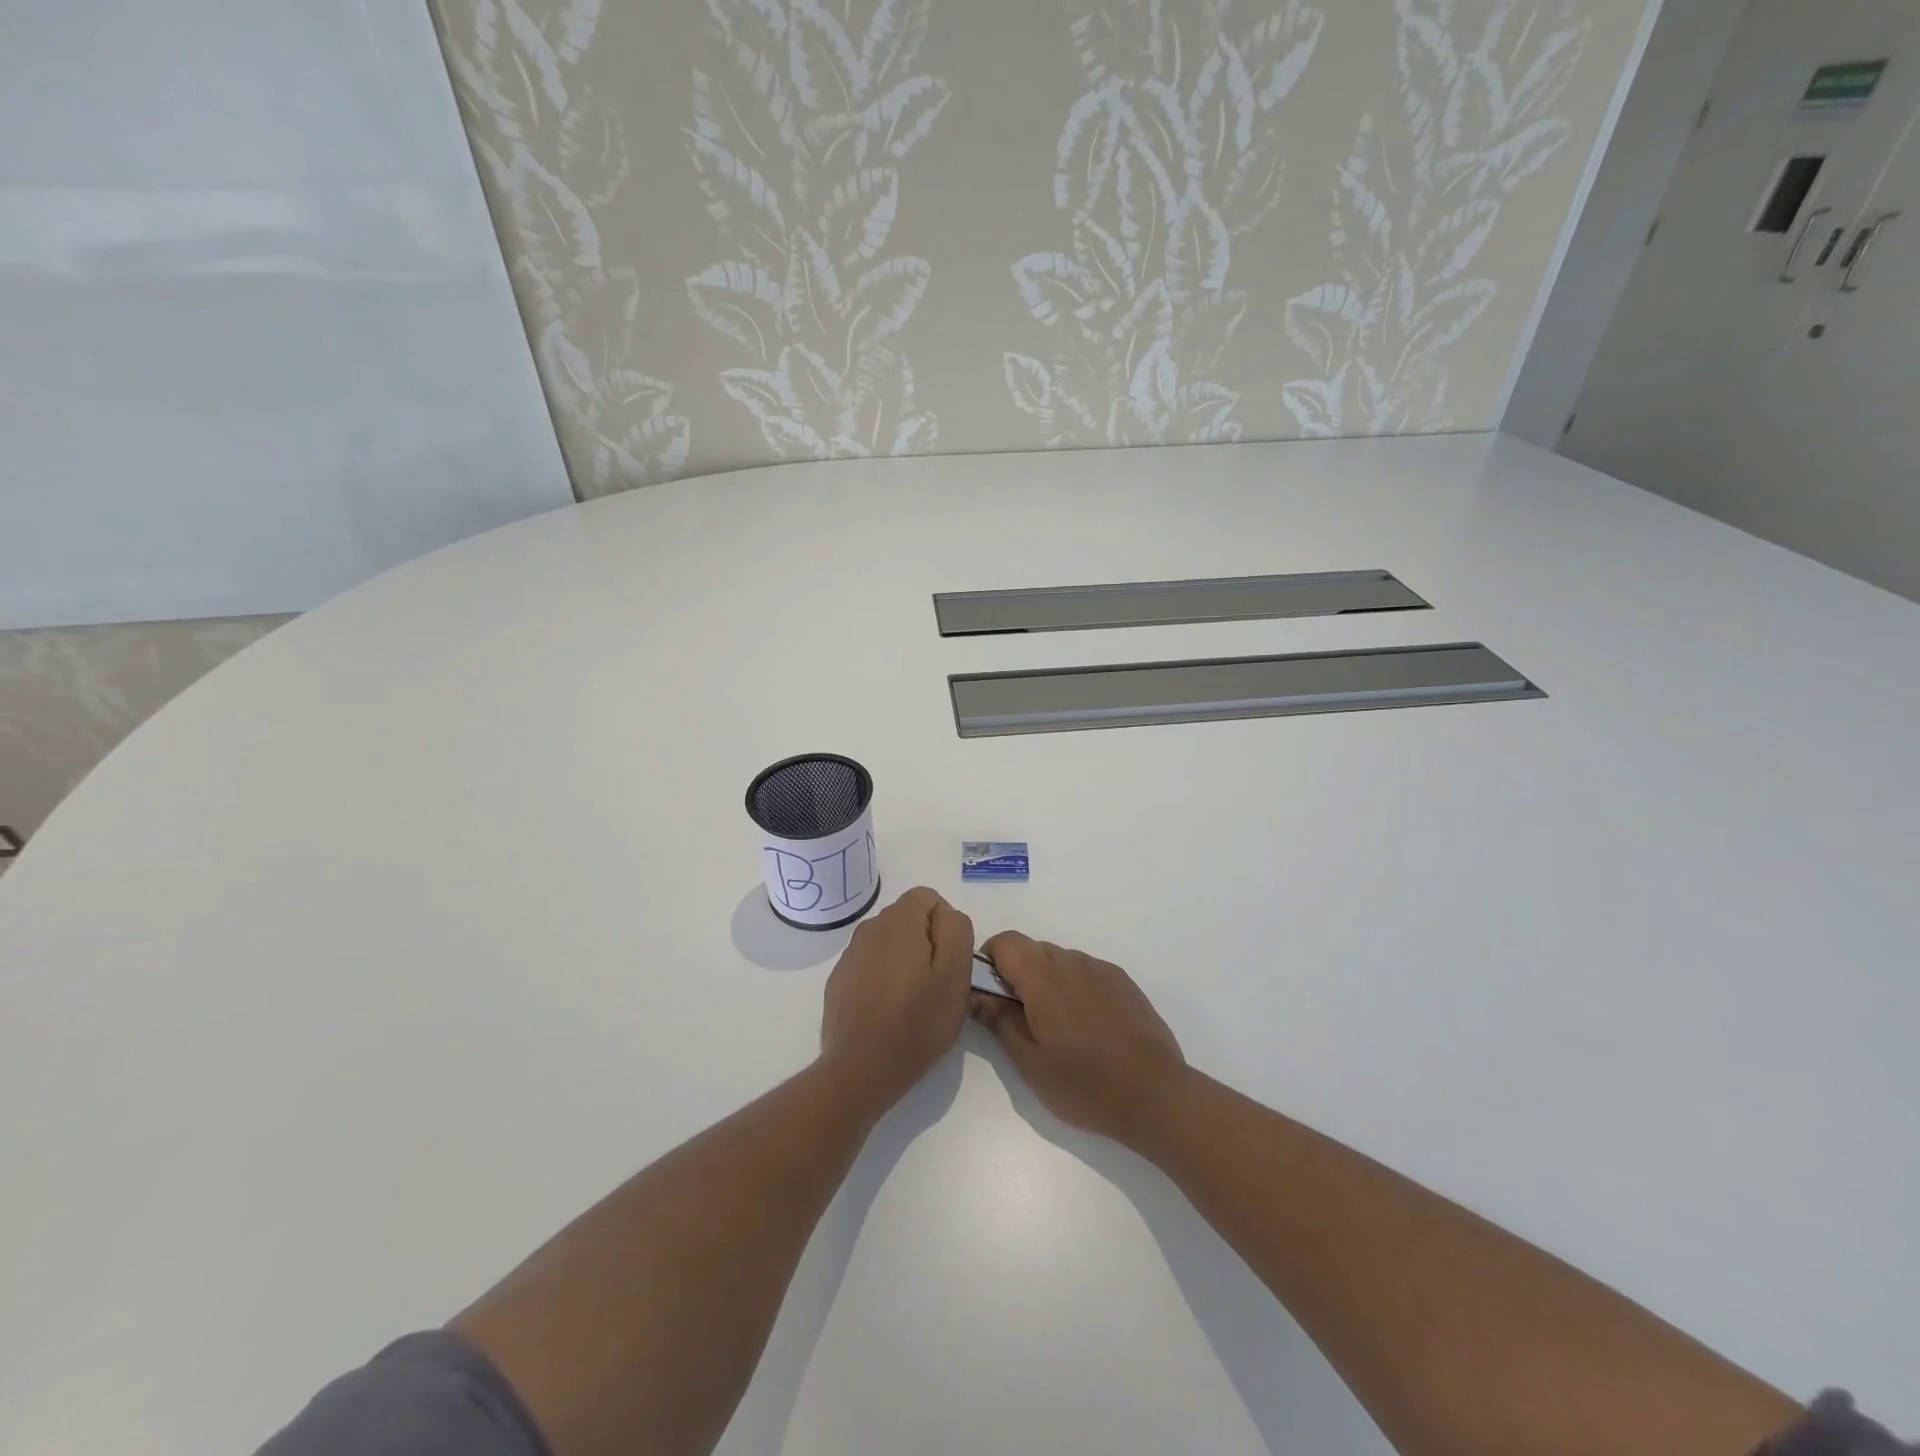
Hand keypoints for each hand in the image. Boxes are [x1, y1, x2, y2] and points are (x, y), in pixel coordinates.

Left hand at [820, 887, 974, 1112]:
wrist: (862, 1068)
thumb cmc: (917, 1021)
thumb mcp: (955, 973)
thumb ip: (956, 930)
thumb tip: (946, 916)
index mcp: (898, 920)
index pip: (929, 897)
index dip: (946, 926)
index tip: (949, 962)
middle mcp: (869, 928)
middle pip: (908, 919)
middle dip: (926, 942)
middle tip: (936, 984)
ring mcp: (849, 955)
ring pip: (888, 944)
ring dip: (904, 961)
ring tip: (913, 1001)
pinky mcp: (839, 981)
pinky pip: (870, 966)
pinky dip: (882, 979)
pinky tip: (888, 1012)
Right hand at [969, 931, 1187, 1145]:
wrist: (1155, 1095)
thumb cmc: (1084, 1084)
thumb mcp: (1030, 1062)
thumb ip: (1000, 1021)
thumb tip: (977, 995)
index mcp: (1043, 977)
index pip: (1006, 942)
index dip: (990, 959)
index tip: (989, 993)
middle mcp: (1072, 962)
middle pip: (1032, 949)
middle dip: (1017, 973)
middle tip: (1019, 1018)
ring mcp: (1101, 969)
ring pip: (1060, 960)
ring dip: (1047, 981)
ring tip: (1056, 1027)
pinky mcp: (1123, 982)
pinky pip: (1086, 972)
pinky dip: (1074, 987)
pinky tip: (1086, 1027)